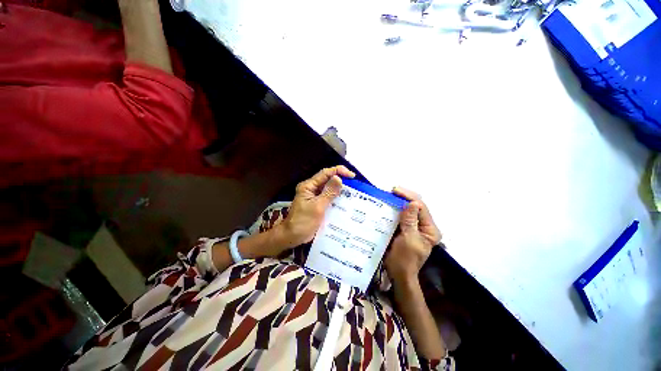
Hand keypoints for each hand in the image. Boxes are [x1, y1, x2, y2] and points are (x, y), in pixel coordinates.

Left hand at [279, 166, 355, 247]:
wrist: (292, 237)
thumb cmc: (303, 222)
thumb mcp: (317, 207)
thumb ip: (328, 192)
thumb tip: (338, 178)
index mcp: (308, 186)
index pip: (325, 173)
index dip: (339, 171)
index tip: (351, 176)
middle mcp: (311, 189)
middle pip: (327, 180)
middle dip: (340, 180)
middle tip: (354, 185)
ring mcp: (314, 197)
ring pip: (329, 189)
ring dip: (339, 189)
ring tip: (352, 192)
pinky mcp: (317, 204)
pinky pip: (328, 198)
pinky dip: (336, 198)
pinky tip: (345, 201)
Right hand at [385, 188, 441, 282]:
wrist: (398, 274)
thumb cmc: (404, 259)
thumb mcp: (408, 239)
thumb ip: (410, 221)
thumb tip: (413, 203)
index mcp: (430, 229)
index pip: (421, 208)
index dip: (409, 197)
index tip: (395, 190)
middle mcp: (424, 226)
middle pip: (416, 207)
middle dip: (404, 198)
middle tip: (391, 191)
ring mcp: (414, 227)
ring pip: (408, 210)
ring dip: (399, 202)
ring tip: (388, 195)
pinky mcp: (405, 229)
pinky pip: (401, 216)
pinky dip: (394, 210)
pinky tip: (388, 205)